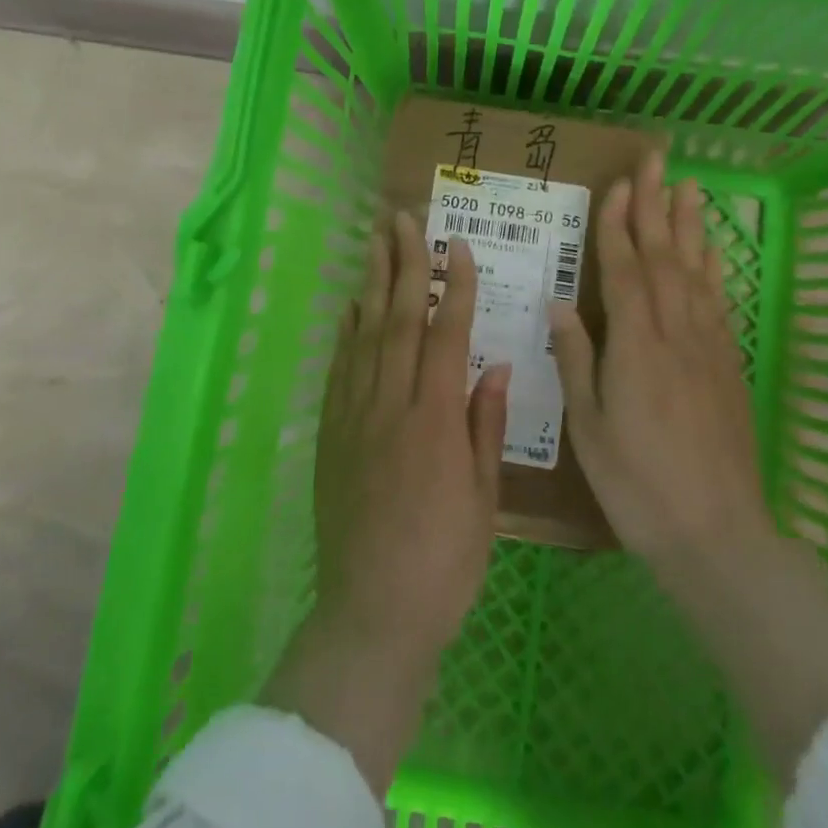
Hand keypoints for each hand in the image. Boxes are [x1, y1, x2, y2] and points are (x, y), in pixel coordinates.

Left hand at [262, 211, 508, 793]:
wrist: (373, 610)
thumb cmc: (445, 559)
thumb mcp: (484, 496)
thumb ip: (486, 424)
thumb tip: (496, 365)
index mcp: (435, 418)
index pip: (446, 334)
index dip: (454, 286)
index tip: (457, 246)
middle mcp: (391, 403)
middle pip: (398, 319)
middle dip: (404, 263)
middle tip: (403, 218)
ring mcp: (355, 415)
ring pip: (364, 333)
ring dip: (372, 282)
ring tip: (375, 240)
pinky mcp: (331, 432)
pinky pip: (339, 367)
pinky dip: (347, 330)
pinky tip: (351, 305)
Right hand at [549, 153, 827, 781]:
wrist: (717, 533)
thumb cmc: (637, 484)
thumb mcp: (588, 427)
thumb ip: (576, 359)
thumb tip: (559, 304)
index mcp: (635, 346)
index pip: (625, 269)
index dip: (619, 224)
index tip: (618, 184)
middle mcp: (675, 333)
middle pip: (664, 256)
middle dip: (656, 205)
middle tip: (656, 161)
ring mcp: (708, 346)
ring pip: (696, 271)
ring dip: (689, 226)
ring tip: (688, 187)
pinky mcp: (728, 364)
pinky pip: (718, 302)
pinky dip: (713, 268)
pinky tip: (712, 251)